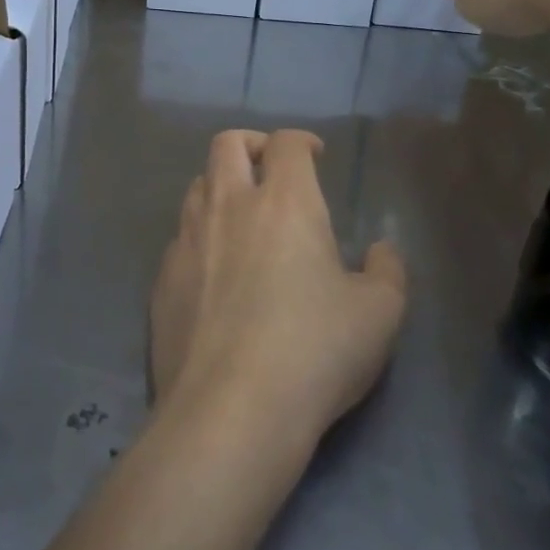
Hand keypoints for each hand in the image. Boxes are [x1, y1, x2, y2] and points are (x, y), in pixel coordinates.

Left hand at [150, 130, 406, 452]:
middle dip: (251, 145)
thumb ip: (387, 271)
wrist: (230, 408)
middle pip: (227, 145)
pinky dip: (199, 236)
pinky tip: (214, 271)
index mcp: (284, 203)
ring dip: (220, 186)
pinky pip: (180, 237)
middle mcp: (228, 206)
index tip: (314, 155)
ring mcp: (187, 240)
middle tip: (270, 169)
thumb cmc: (315, 351)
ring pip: (197, 186)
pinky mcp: (163, 277)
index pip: (286, 145)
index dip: (301, 141)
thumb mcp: (379, 314)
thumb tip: (380, 250)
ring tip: (241, 215)